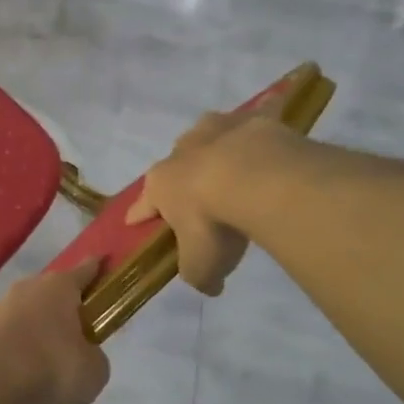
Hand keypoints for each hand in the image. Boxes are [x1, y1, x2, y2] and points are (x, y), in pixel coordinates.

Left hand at [0, 259, 110, 403]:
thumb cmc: (50, 368)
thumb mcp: (93, 371)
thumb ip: (93, 356)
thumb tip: (84, 354)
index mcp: (60, 287)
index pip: (85, 271)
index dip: (96, 269)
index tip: (103, 262)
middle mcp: (27, 287)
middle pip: (51, 291)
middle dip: (62, 305)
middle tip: (74, 328)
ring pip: (23, 311)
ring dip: (33, 326)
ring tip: (43, 355)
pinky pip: (2, 333)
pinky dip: (11, 345)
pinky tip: (15, 367)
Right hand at [127, 104, 280, 295]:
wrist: (254, 178)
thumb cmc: (214, 223)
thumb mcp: (201, 263)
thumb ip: (199, 276)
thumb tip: (210, 286)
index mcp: (161, 184)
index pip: (144, 205)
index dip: (140, 216)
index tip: (135, 222)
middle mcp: (181, 152)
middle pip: (176, 165)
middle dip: (182, 176)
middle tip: (198, 195)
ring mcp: (216, 130)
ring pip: (208, 136)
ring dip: (214, 146)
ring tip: (232, 162)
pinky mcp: (251, 120)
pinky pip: (254, 116)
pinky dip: (260, 118)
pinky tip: (268, 120)